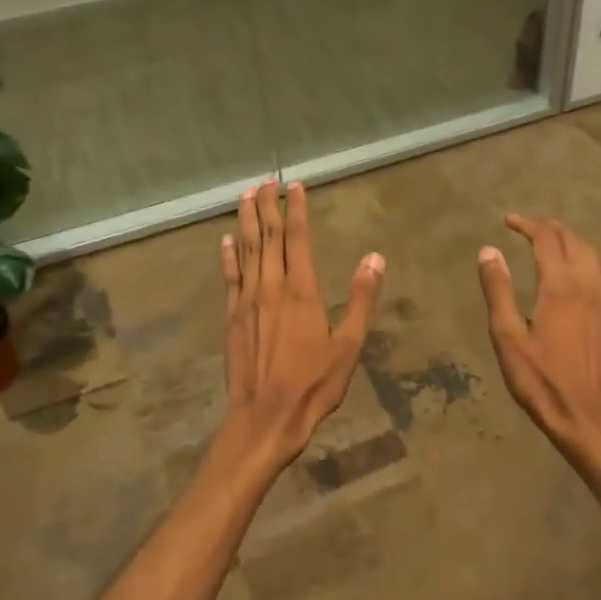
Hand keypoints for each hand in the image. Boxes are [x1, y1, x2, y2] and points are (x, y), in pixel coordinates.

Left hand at [219, 179, 384, 474]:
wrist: (265, 418)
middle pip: (267, 237)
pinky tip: (226, 240)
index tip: (295, 186)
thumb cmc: (313, 384)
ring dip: (245, 221)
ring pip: (246, 250)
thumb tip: (375, 258)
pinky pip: (230, 277)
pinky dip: (228, 256)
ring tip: (245, 196)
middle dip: (267, 206)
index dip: (296, 210)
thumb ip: (361, 299)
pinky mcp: (231, 317)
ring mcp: (247, 301)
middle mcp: (271, 287)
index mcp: (302, 291)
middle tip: (266, 181)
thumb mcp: (348, 345)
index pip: (298, 238)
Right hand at [478, 216, 600, 459]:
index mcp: (559, 286)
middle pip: (572, 241)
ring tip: (550, 242)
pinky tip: (577, 274)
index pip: (546, 240)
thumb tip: (489, 250)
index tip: (507, 221)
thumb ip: (498, 290)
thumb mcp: (507, 335)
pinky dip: (585, 260)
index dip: (527, 225)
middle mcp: (586, 285)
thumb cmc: (538, 377)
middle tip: (527, 227)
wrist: (582, 414)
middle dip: (550, 228)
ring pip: (591, 255)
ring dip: (570, 241)